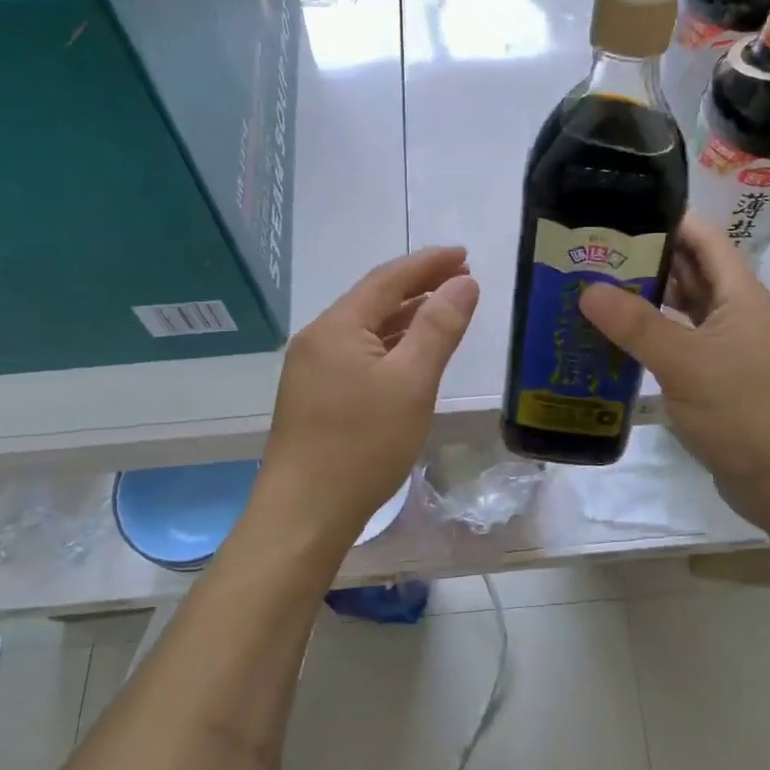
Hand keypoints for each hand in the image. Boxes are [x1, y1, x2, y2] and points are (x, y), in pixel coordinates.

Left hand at [253, 247, 478, 547]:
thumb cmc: (362, 444)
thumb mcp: (412, 382)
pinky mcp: (313, 396)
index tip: (465, 254)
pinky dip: (389, 345)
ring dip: (405, 315)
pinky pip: (357, 353)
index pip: (389, 278)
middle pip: (374, 298)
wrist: (304, 514)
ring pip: (366, 328)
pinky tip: (409, 355)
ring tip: (444, 309)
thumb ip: (439, 327)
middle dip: (419, 285)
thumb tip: (464, 283)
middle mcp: (318, 338)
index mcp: (338, 326)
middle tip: (462, 279)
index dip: (429, 262)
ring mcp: (311, 369)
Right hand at [579, 216, 769, 539]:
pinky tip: (619, 343)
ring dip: (646, 300)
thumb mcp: (686, 364)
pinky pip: (682, 344)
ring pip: (684, 310)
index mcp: (741, 295)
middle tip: (591, 253)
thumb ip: (636, 325)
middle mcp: (738, 314)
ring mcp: (731, 349)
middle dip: (645, 259)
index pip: (703, 238)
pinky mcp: (721, 380)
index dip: (665, 218)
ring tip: (594, 291)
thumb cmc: (745, 414)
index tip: (616, 211)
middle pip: (690, 271)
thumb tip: (587, 289)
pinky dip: (653, 338)